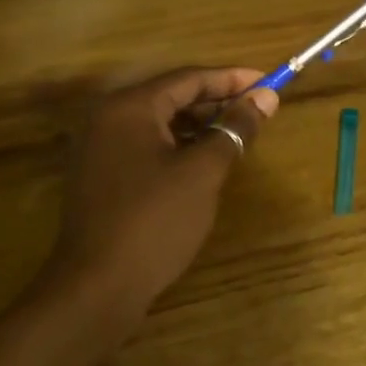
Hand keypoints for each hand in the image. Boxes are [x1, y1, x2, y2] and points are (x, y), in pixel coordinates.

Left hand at [49, 68, 278, 307]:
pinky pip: (146, 145)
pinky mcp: (100, 174)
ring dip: (199, 125)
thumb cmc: (155, 220)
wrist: (97, 288)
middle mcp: (108, 117)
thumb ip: (234, 129)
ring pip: (159, 122)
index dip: (232, 79)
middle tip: (257, 110)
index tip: (269, 82)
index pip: (189, 78)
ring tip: (237, 136)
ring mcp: (99, 147)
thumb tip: (265, 97)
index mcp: (129, 107)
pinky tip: (204, 162)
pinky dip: (178, 146)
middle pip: (172, 96)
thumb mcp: (203, 171)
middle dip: (217, 102)